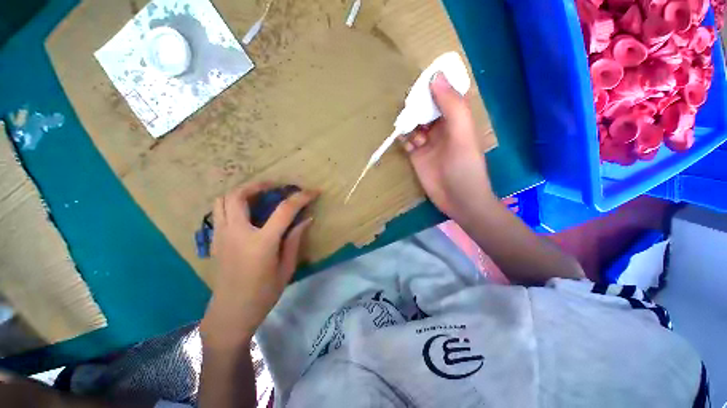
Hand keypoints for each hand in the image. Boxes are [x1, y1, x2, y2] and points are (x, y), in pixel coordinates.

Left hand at [201, 183, 316, 348]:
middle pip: (239, 196)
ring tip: (259, 195)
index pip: (284, 210)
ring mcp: (221, 236)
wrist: (230, 313)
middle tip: (275, 187)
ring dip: (242, 192)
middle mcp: (237, 234)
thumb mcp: (286, 268)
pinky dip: (233, 204)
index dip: (301, 197)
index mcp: (261, 243)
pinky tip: (247, 212)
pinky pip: (220, 212)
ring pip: (223, 200)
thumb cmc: (263, 294)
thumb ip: (295, 240)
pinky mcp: (215, 240)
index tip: (312, 191)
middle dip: (259, 185)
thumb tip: (306, 219)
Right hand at [401, 73, 496, 221]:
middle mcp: (441, 128)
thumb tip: (436, 76)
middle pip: (426, 109)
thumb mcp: (462, 133)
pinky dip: (403, 138)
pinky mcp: (416, 156)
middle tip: (407, 104)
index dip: (434, 85)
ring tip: (404, 124)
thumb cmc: (465, 166)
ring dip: (409, 122)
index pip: (444, 94)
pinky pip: (407, 141)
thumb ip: (451, 106)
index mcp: (457, 119)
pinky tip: (404, 140)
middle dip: (416, 105)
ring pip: (414, 124)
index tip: (420, 79)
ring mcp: (427, 142)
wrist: (457, 199)